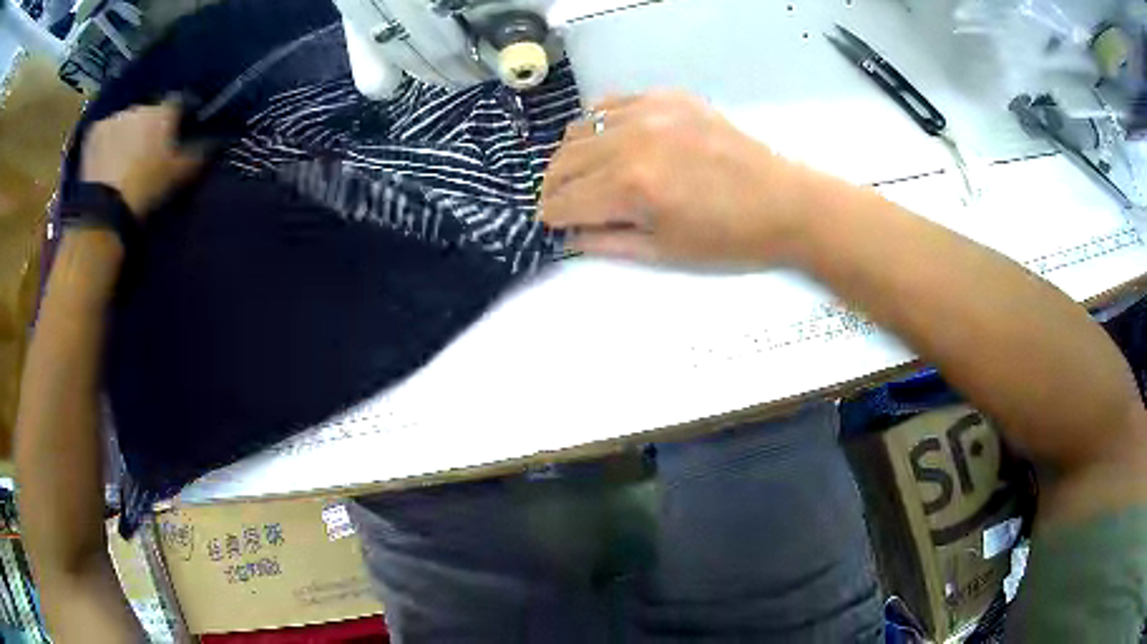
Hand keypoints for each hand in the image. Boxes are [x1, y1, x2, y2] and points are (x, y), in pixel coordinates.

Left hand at [80, 100, 204, 217]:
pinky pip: (105, 130)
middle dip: (151, 122)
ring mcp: (115, 115)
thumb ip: (202, 151)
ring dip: (128, 129)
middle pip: (150, 108)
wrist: (104, 212)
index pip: (181, 101)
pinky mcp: (94, 131)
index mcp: (165, 109)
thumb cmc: (147, 188)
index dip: (181, 115)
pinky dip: (107, 139)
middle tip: (148, 145)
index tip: (181, 128)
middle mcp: (141, 103)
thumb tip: (221, 138)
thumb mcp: (181, 174)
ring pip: (126, 118)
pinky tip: (107, 157)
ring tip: (124, 153)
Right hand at [540, 91, 817, 265]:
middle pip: (562, 161)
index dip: (551, 217)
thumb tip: (568, 233)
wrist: (783, 201)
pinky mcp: (666, 96)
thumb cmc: (728, 239)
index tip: (554, 224)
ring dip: (572, 156)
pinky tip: (612, 142)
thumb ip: (606, 242)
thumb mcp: (663, 252)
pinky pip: (610, 104)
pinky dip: (599, 125)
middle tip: (565, 203)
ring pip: (579, 128)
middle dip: (554, 187)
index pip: (563, 200)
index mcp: (632, 186)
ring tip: (587, 174)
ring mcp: (649, 111)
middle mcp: (631, 140)